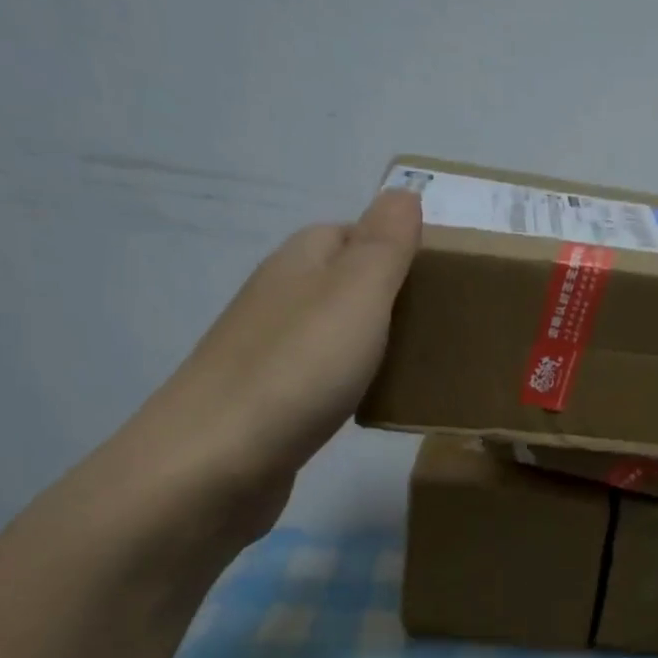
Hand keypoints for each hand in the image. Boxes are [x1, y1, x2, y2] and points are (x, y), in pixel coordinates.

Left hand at [118, 188, 421, 538]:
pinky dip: (352, 382)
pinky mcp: (269, 403)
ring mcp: (268, 353)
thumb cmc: (297, 371)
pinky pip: (323, 377)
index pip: (351, 233)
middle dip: (391, 297)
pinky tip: (372, 403)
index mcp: (300, 264)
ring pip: (333, 331)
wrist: (214, 465)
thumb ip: (384, 244)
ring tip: (421, 365)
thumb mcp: (356, 295)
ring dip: (373, 341)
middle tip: (443, 326)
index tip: (443, 280)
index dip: (397, 247)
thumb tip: (403, 191)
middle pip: (343, 283)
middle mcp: (279, 300)